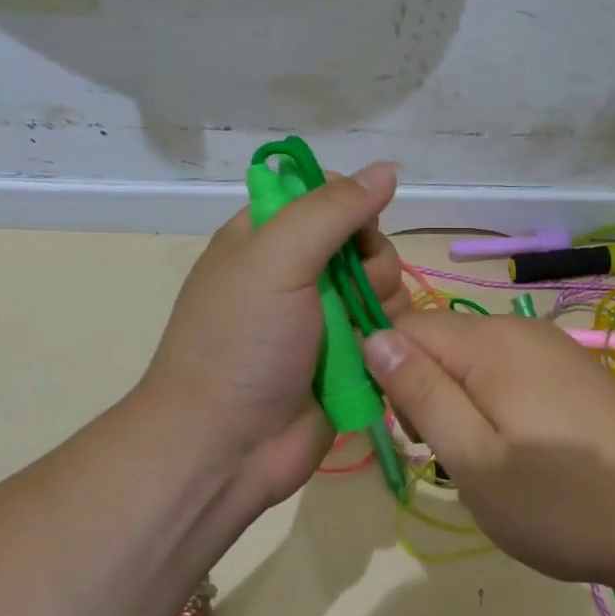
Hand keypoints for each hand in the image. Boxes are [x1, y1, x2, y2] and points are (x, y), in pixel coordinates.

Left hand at [139, 162, 408, 518]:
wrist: (227, 446)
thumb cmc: (241, 342)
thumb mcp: (277, 259)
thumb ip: (332, 210)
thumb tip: (387, 169)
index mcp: (266, 237)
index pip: (327, 195)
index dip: (351, 206)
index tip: (354, 232)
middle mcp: (296, 272)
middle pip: (365, 241)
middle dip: (370, 264)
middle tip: (351, 293)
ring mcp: (323, 317)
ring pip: (384, 286)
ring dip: (381, 305)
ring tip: (358, 335)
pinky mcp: (347, 357)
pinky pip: (387, 329)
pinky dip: (386, 338)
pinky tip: (374, 356)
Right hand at [362, 311, 614, 586]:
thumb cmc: (562, 502)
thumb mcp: (474, 458)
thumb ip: (421, 393)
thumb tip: (372, 337)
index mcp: (488, 343)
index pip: (404, 327)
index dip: (387, 373)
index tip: (403, 431)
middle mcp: (519, 329)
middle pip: (440, 342)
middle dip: (425, 391)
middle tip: (447, 456)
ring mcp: (552, 348)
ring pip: (473, 359)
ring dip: (459, 402)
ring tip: (484, 462)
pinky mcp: (573, 371)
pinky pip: (509, 372)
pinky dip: (494, 404)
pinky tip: (521, 452)